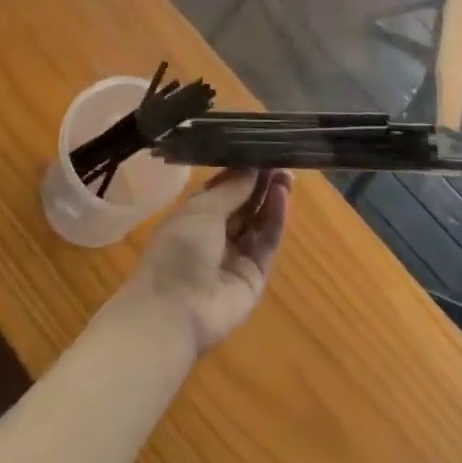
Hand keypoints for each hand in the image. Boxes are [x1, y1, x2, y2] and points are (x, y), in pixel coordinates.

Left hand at [115, 169, 292, 355]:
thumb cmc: (178, 250)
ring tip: (287, 174)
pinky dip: (275, 219)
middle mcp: (215, 234)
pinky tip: (283, 196)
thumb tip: (253, 165)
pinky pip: (267, 243)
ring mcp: (235, 257)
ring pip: (258, 223)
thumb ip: (232, 188)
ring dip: (271, 198)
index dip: (242, 170)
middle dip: (261, 183)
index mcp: (194, 215)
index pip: (223, 188)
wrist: (174, 312)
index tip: (262, 150)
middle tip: (281, 159)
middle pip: (244, 204)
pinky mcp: (254, 276)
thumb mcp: (202, 209)